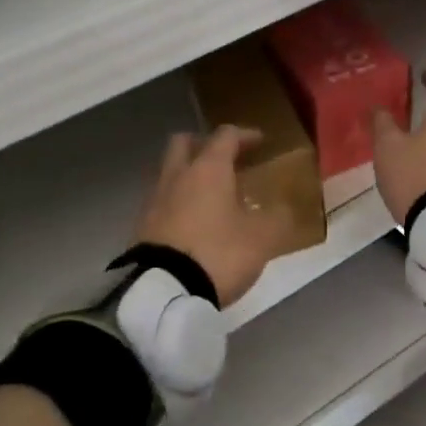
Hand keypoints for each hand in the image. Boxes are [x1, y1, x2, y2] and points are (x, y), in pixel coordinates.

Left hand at [135, 126, 292, 307]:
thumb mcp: (262, 238)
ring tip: (211, 196)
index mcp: (208, 169)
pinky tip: (193, 222)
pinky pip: (161, 201)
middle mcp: (177, 175)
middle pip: (184, 143)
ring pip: (169, 172)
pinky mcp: (142, 226)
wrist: (163, 290)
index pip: (226, 136)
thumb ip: (277, 218)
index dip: (245, 135)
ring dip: (188, 175)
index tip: (260, 142)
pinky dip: (178, 202)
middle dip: (204, 145)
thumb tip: (283, 209)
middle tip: (225, 160)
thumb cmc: (218, 253)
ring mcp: (154, 200)